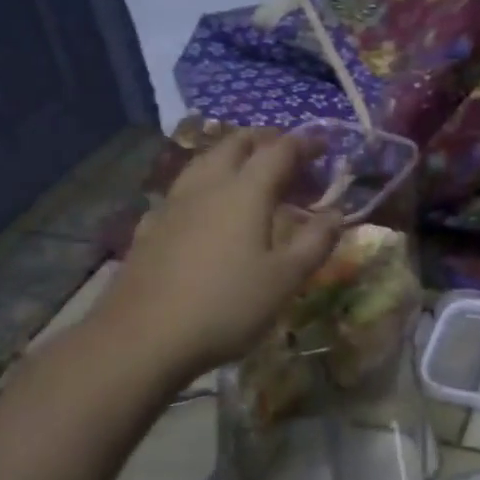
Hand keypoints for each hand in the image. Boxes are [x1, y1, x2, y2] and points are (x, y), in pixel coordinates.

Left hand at [91, 130, 341, 384]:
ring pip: (204, 160)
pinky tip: (205, 207)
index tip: (325, 145)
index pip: (280, 150)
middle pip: (236, 144)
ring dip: (232, 155)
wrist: (142, 339)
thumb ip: (315, 242)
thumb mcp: (286, 279)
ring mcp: (173, 204)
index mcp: (246, 192)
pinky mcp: (151, 227)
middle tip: (288, 154)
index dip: (305, 143)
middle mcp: (208, 186)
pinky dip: (204, 184)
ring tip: (249, 170)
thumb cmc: (226, 306)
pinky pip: (183, 189)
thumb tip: (336, 214)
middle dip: (266, 140)